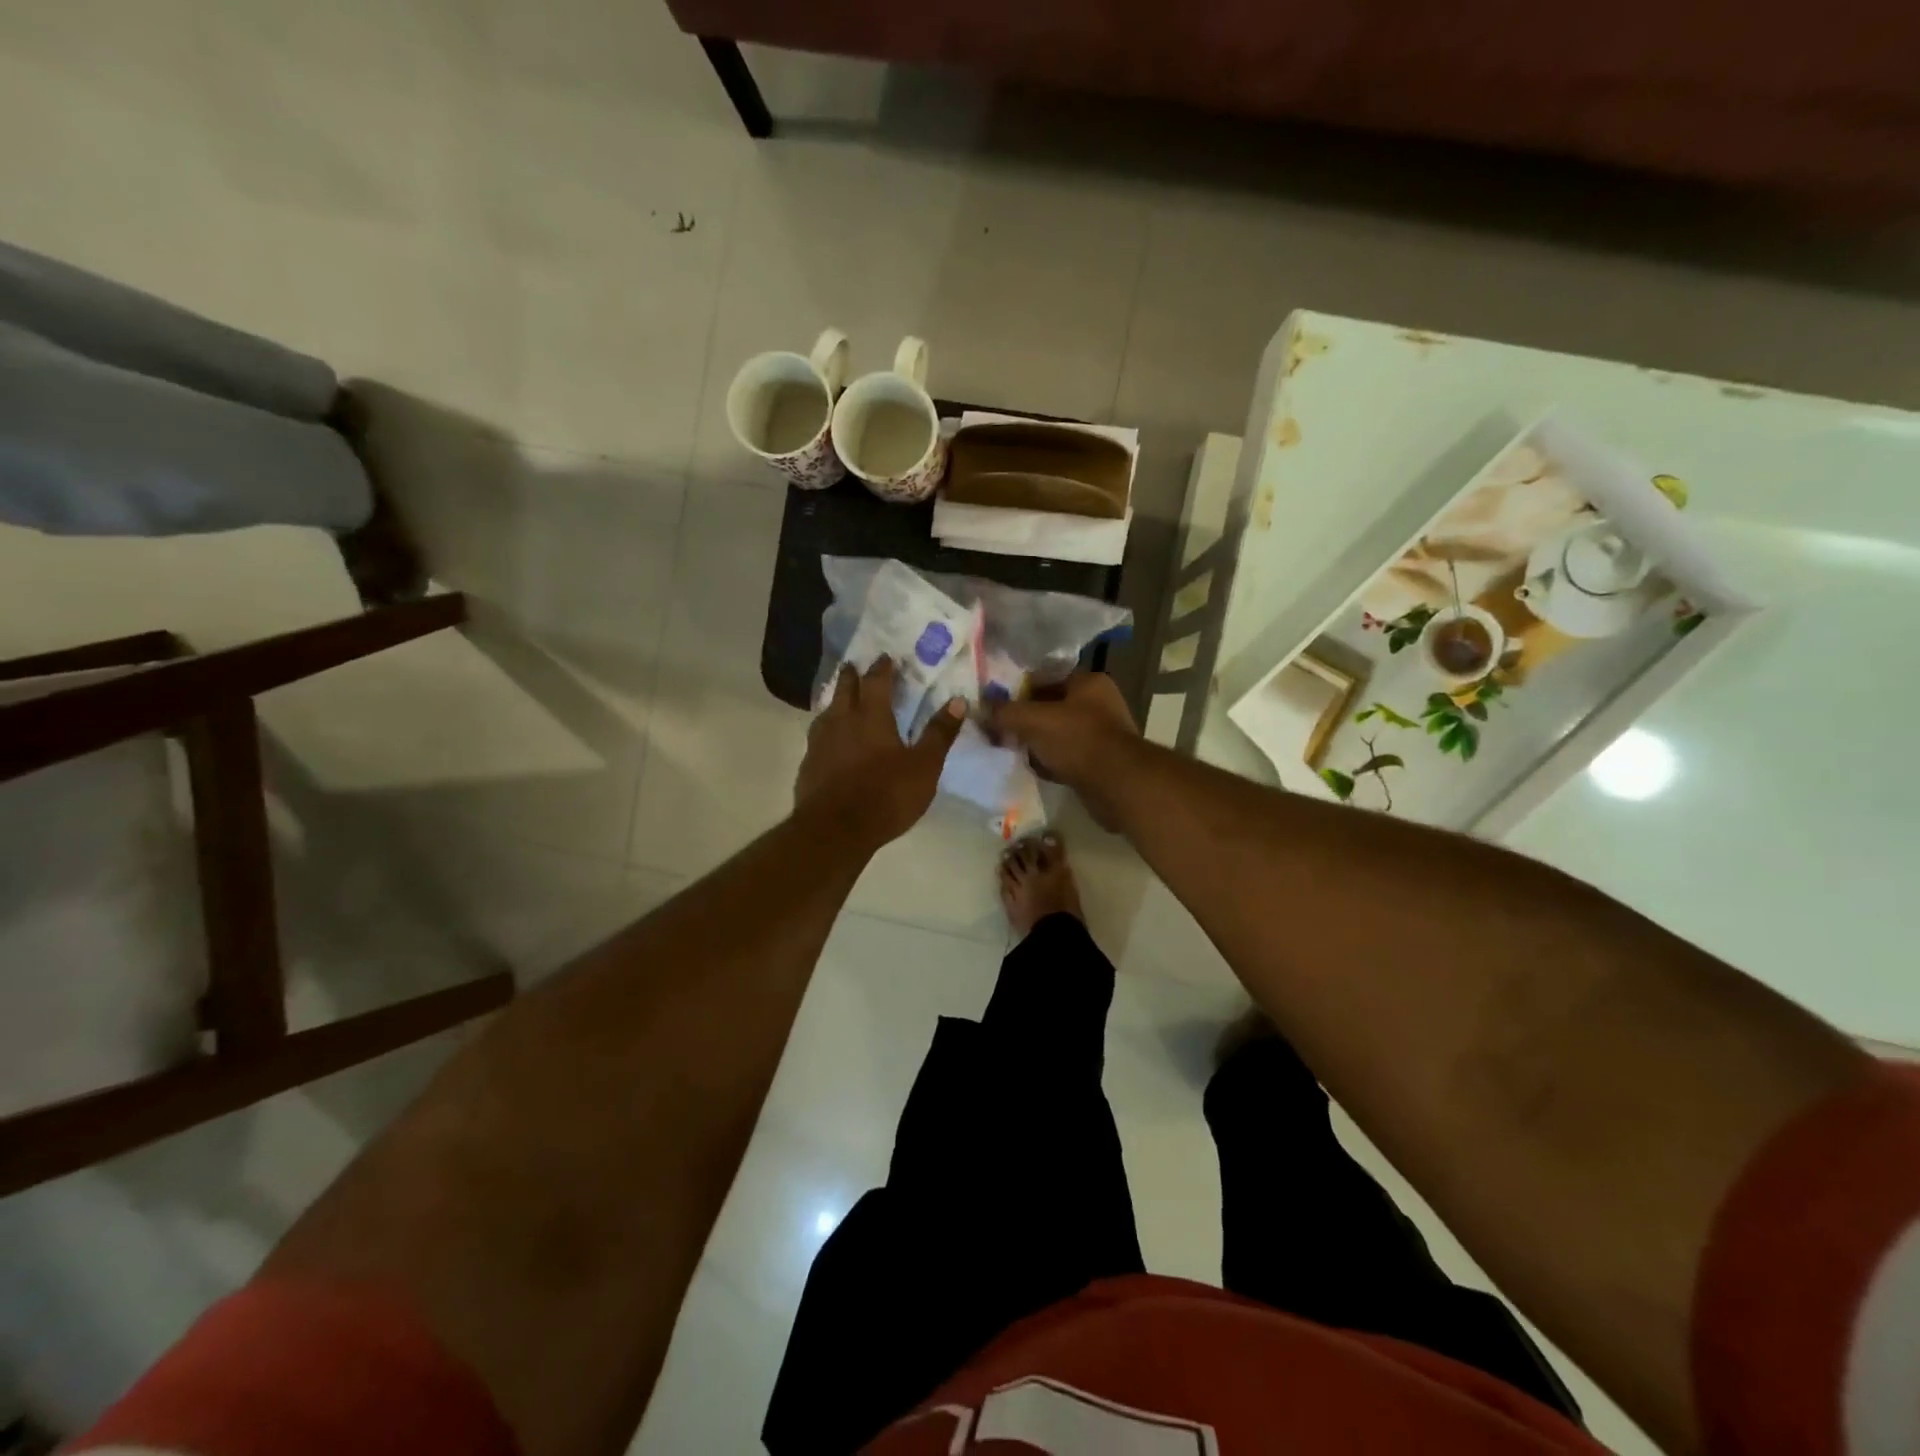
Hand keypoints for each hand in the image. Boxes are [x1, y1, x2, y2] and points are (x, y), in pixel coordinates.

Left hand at [796, 658, 966, 848]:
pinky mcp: (808, 766)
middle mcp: (841, 721)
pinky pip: (817, 738)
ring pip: (826, 712)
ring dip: (835, 701)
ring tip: (839, 700)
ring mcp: (819, 743)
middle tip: (853, 666)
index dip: (882, 668)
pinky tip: (829, 741)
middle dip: (851, 676)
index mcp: (871, 716)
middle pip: (845, 690)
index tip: (886, 657)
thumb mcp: (924, 766)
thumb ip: (939, 733)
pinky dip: (826, 731)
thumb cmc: (885, 795)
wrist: (835, 830)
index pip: (876, 682)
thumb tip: (958, 700)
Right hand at [987, 672, 1138, 828]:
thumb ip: (1005, 712)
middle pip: (1051, 706)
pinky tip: (1034, 769)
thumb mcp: (1033, 720)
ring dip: (1037, 743)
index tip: (996, 705)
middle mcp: (1099, 703)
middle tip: (1000, 730)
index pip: (1045, 677)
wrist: (1117, 784)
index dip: (1018, 690)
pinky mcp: (1100, 761)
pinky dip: (1051, 762)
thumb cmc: (1077, 740)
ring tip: (1012, 750)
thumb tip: (982, 710)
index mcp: (1089, 682)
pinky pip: (1067, 756)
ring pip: (1058, 733)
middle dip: (1026, 719)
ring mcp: (1103, 734)